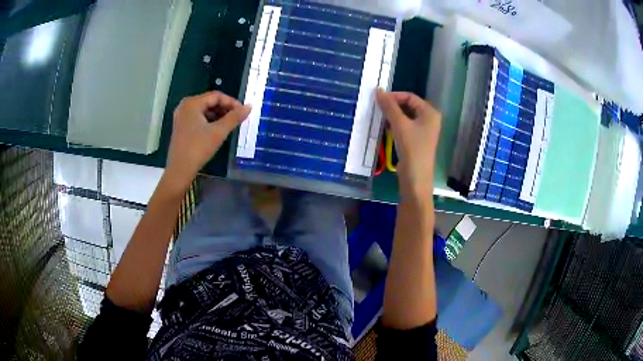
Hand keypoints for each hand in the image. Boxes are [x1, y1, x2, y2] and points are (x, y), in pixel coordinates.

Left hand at [164, 91, 250, 192]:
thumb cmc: (198, 148)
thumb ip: (234, 117)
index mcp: (192, 103)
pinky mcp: (181, 126)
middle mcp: (185, 106)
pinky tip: (217, 130)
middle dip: (225, 109)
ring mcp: (181, 116)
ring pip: (204, 110)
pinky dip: (209, 121)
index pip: (216, 96)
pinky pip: (198, 118)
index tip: (243, 112)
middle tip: (238, 118)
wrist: (180, 170)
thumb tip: (249, 106)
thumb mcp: (219, 132)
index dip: (232, 102)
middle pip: (209, 101)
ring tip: (230, 125)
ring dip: (218, 115)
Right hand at [376, 89, 440, 199]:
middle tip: (377, 108)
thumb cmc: (412, 149)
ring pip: (406, 116)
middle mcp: (429, 119)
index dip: (394, 96)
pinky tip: (385, 127)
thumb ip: (389, 106)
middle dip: (393, 106)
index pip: (410, 97)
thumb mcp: (400, 125)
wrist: (416, 178)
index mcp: (430, 113)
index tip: (378, 100)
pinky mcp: (417, 140)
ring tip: (379, 117)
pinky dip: (395, 125)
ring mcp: (424, 130)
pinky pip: (405, 126)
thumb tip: (378, 90)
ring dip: (393, 115)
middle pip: (408, 106)